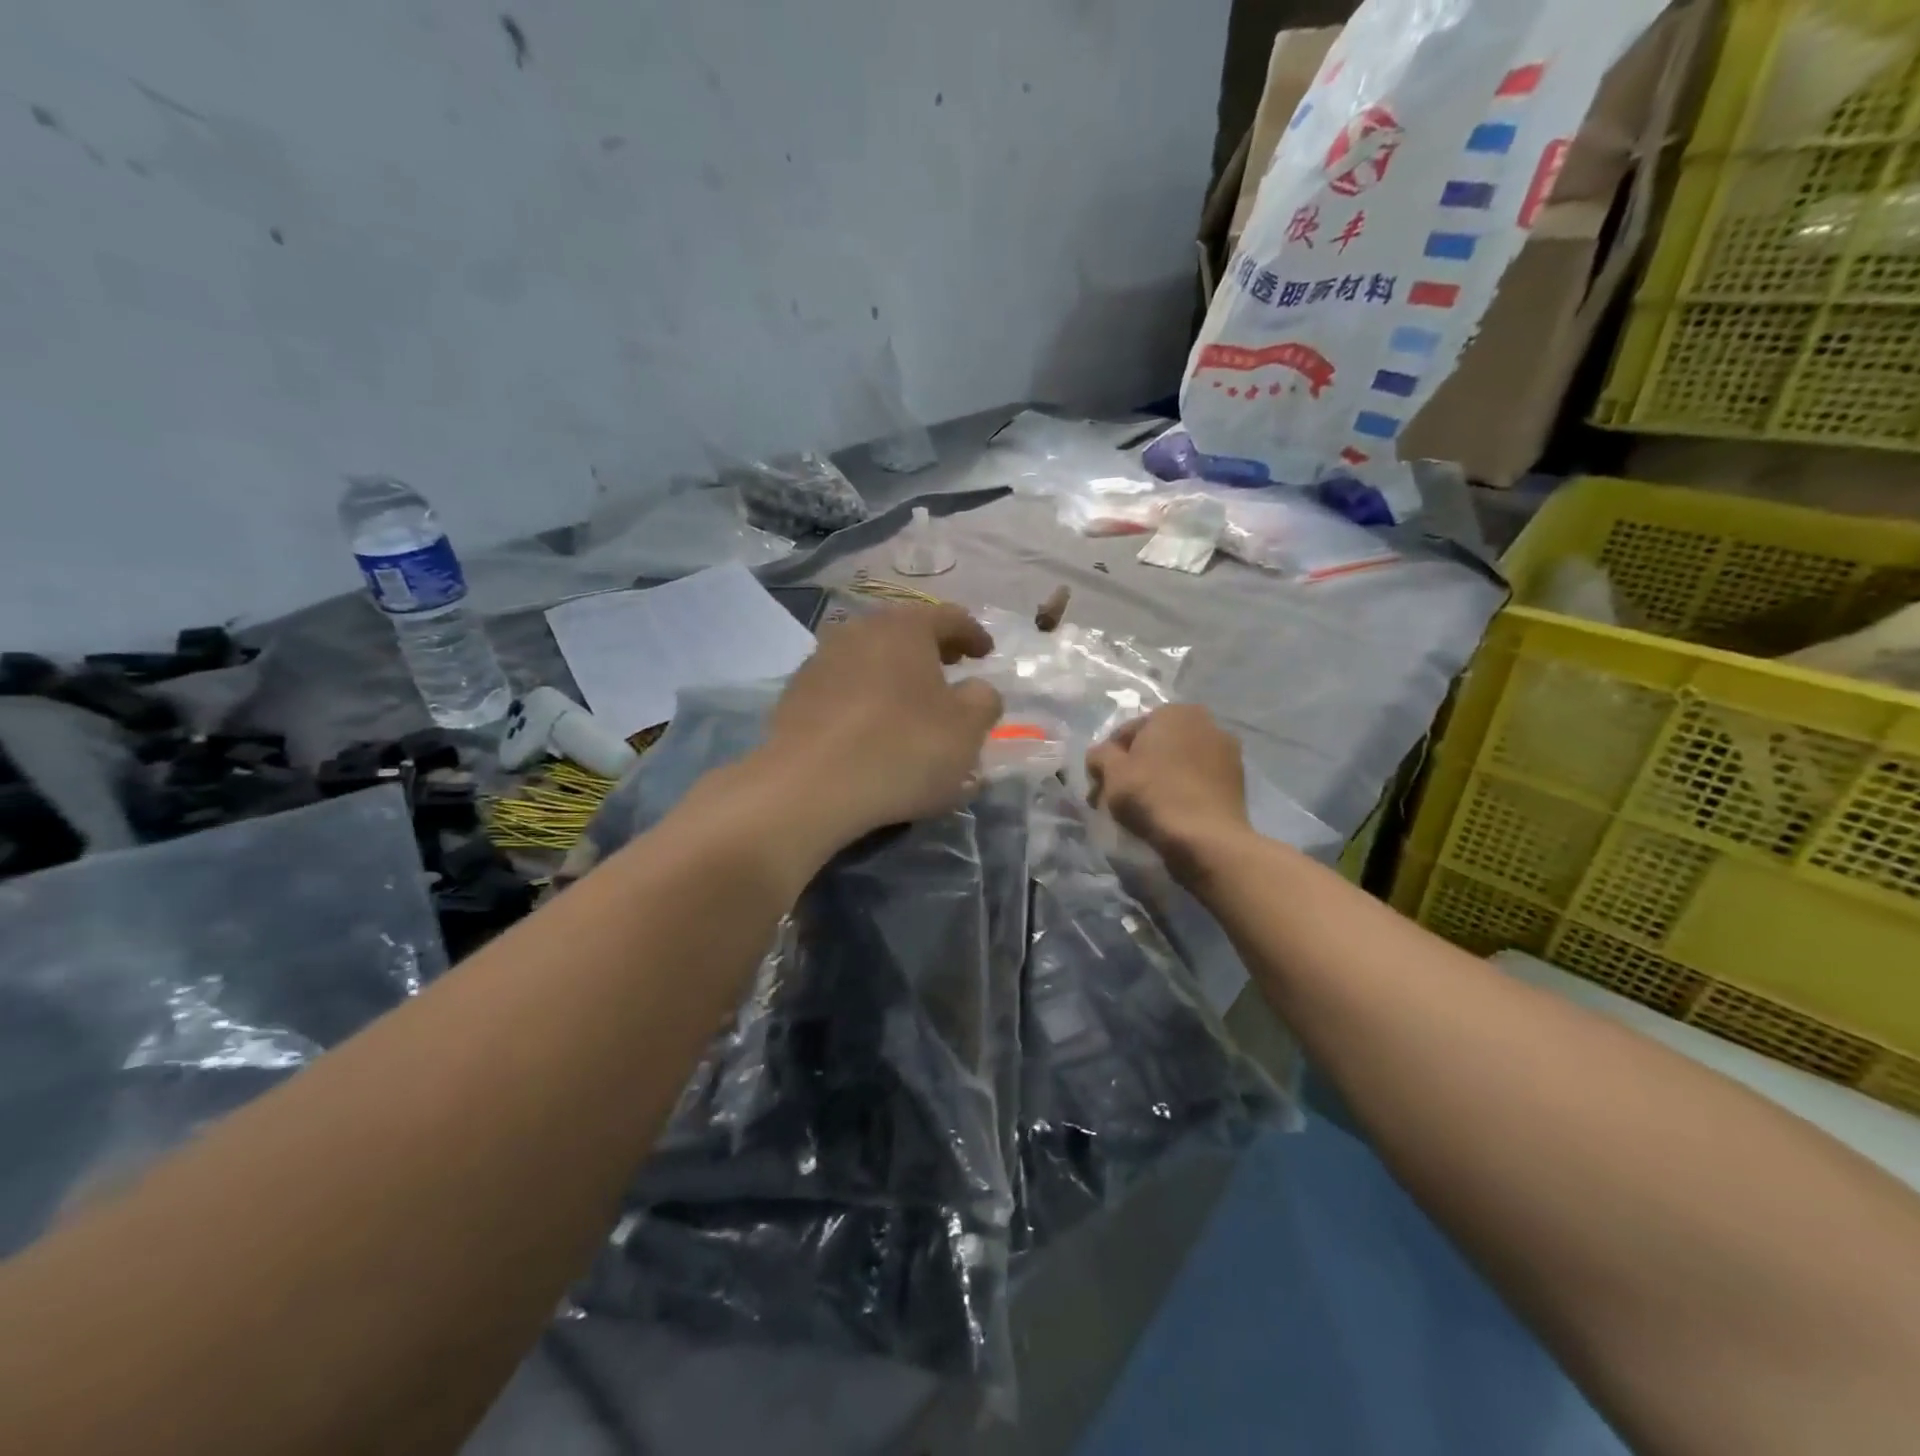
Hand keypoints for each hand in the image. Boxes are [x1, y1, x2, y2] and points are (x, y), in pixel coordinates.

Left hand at [760, 603, 1003, 842]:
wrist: (810, 787)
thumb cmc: (903, 749)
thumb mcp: (967, 730)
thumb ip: (983, 700)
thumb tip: (976, 690)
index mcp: (904, 628)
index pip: (949, 617)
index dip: (974, 633)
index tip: (986, 653)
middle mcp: (858, 631)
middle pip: (904, 632)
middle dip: (932, 650)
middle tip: (951, 668)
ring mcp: (820, 661)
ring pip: (870, 658)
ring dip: (894, 674)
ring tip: (910, 702)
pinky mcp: (796, 695)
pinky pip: (843, 686)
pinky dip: (865, 697)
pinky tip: (871, 726)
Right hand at [1086, 705, 1250, 880]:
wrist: (1207, 839)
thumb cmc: (1153, 795)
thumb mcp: (1111, 772)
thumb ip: (1099, 755)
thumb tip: (1101, 756)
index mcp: (1174, 712)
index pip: (1126, 733)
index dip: (1107, 760)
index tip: (1099, 786)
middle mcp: (1206, 722)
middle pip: (1154, 747)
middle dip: (1133, 769)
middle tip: (1114, 799)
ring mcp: (1227, 752)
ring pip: (1176, 764)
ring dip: (1157, 780)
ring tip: (1141, 810)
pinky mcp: (1237, 781)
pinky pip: (1196, 781)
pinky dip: (1180, 791)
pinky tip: (1168, 813)